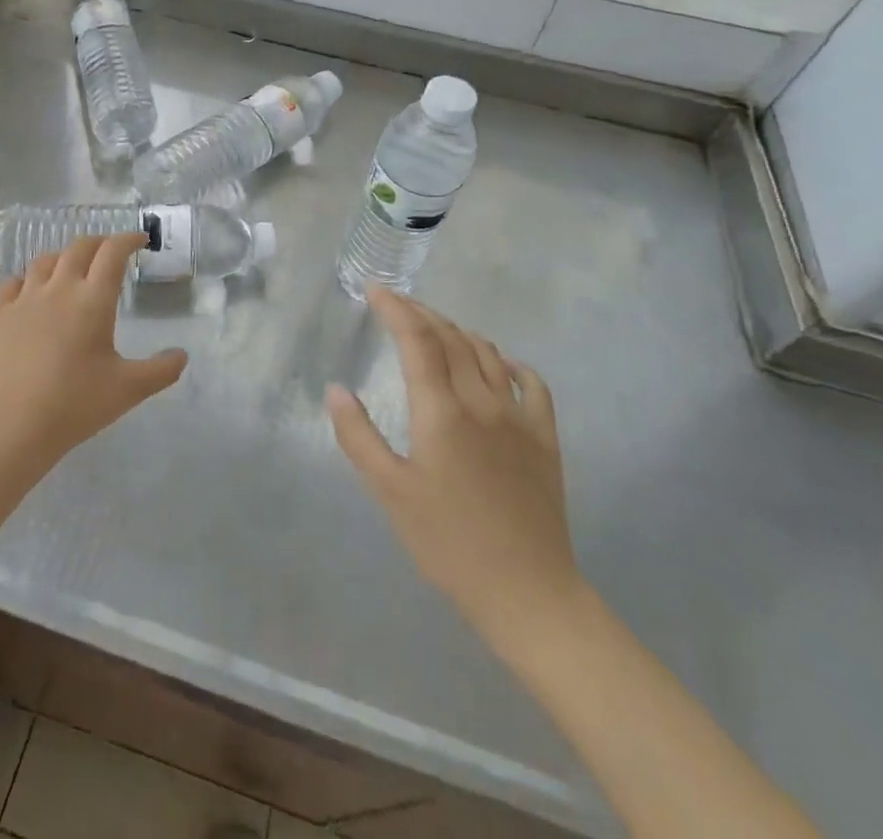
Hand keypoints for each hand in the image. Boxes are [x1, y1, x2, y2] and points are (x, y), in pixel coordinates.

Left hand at [0, 234, 186, 481]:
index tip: (139, 242)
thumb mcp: (128, 390)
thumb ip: (161, 370)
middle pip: (79, 247)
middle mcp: (58, 288)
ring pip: (44, 261)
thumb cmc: (75, 404)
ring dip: (63, 258)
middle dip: (99, 243)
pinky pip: (11, 283)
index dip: (128, 240)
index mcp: (93, 299)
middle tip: (110, 253)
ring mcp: (23, 299)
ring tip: (71, 270)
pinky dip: (26, 280)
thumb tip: (182, 355)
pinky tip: (29, 293)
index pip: (113, 252)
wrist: (11, 427)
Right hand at [328, 285, 582, 653]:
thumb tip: (336, 390)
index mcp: (442, 412)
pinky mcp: (545, 439)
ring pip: (488, 353)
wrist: (529, 593)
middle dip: (421, 313)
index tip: (375, 289)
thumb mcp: (390, 493)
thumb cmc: (449, 543)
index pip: (417, 340)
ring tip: (435, 328)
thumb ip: (359, 437)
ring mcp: (519, 418)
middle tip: (396, 303)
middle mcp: (482, 402)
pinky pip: (532, 384)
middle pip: (451, 337)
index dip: (395, 308)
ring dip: (458, 331)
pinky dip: (510, 362)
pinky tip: (499, 363)